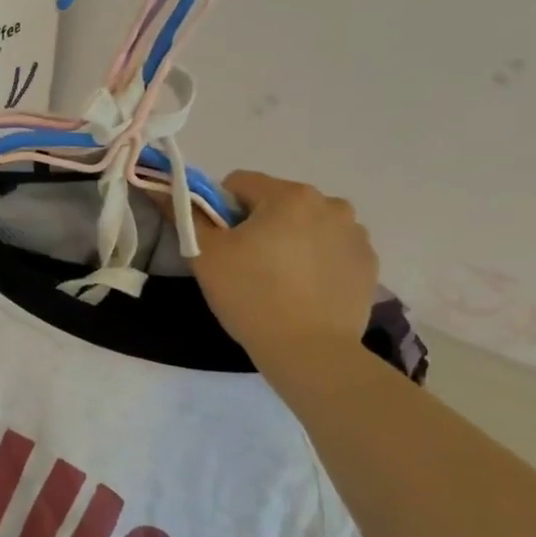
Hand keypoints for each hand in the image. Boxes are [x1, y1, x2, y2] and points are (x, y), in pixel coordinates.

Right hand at [186, 172, 378, 359]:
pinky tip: (305, 291)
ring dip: (291, 240)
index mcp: (289, 195)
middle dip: (259, 225)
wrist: (309, 352)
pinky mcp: (369, 265)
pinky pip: (331, 249)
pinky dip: (316, 261)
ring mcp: (355, 235)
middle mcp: (330, 204)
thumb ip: (185, 215)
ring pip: (307, 225)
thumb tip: (166, 190)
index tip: (220, 243)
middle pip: (276, 203)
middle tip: (246, 265)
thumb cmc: (251, 295)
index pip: (240, 184)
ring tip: (279, 281)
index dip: (220, 210)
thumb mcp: (205, 255)